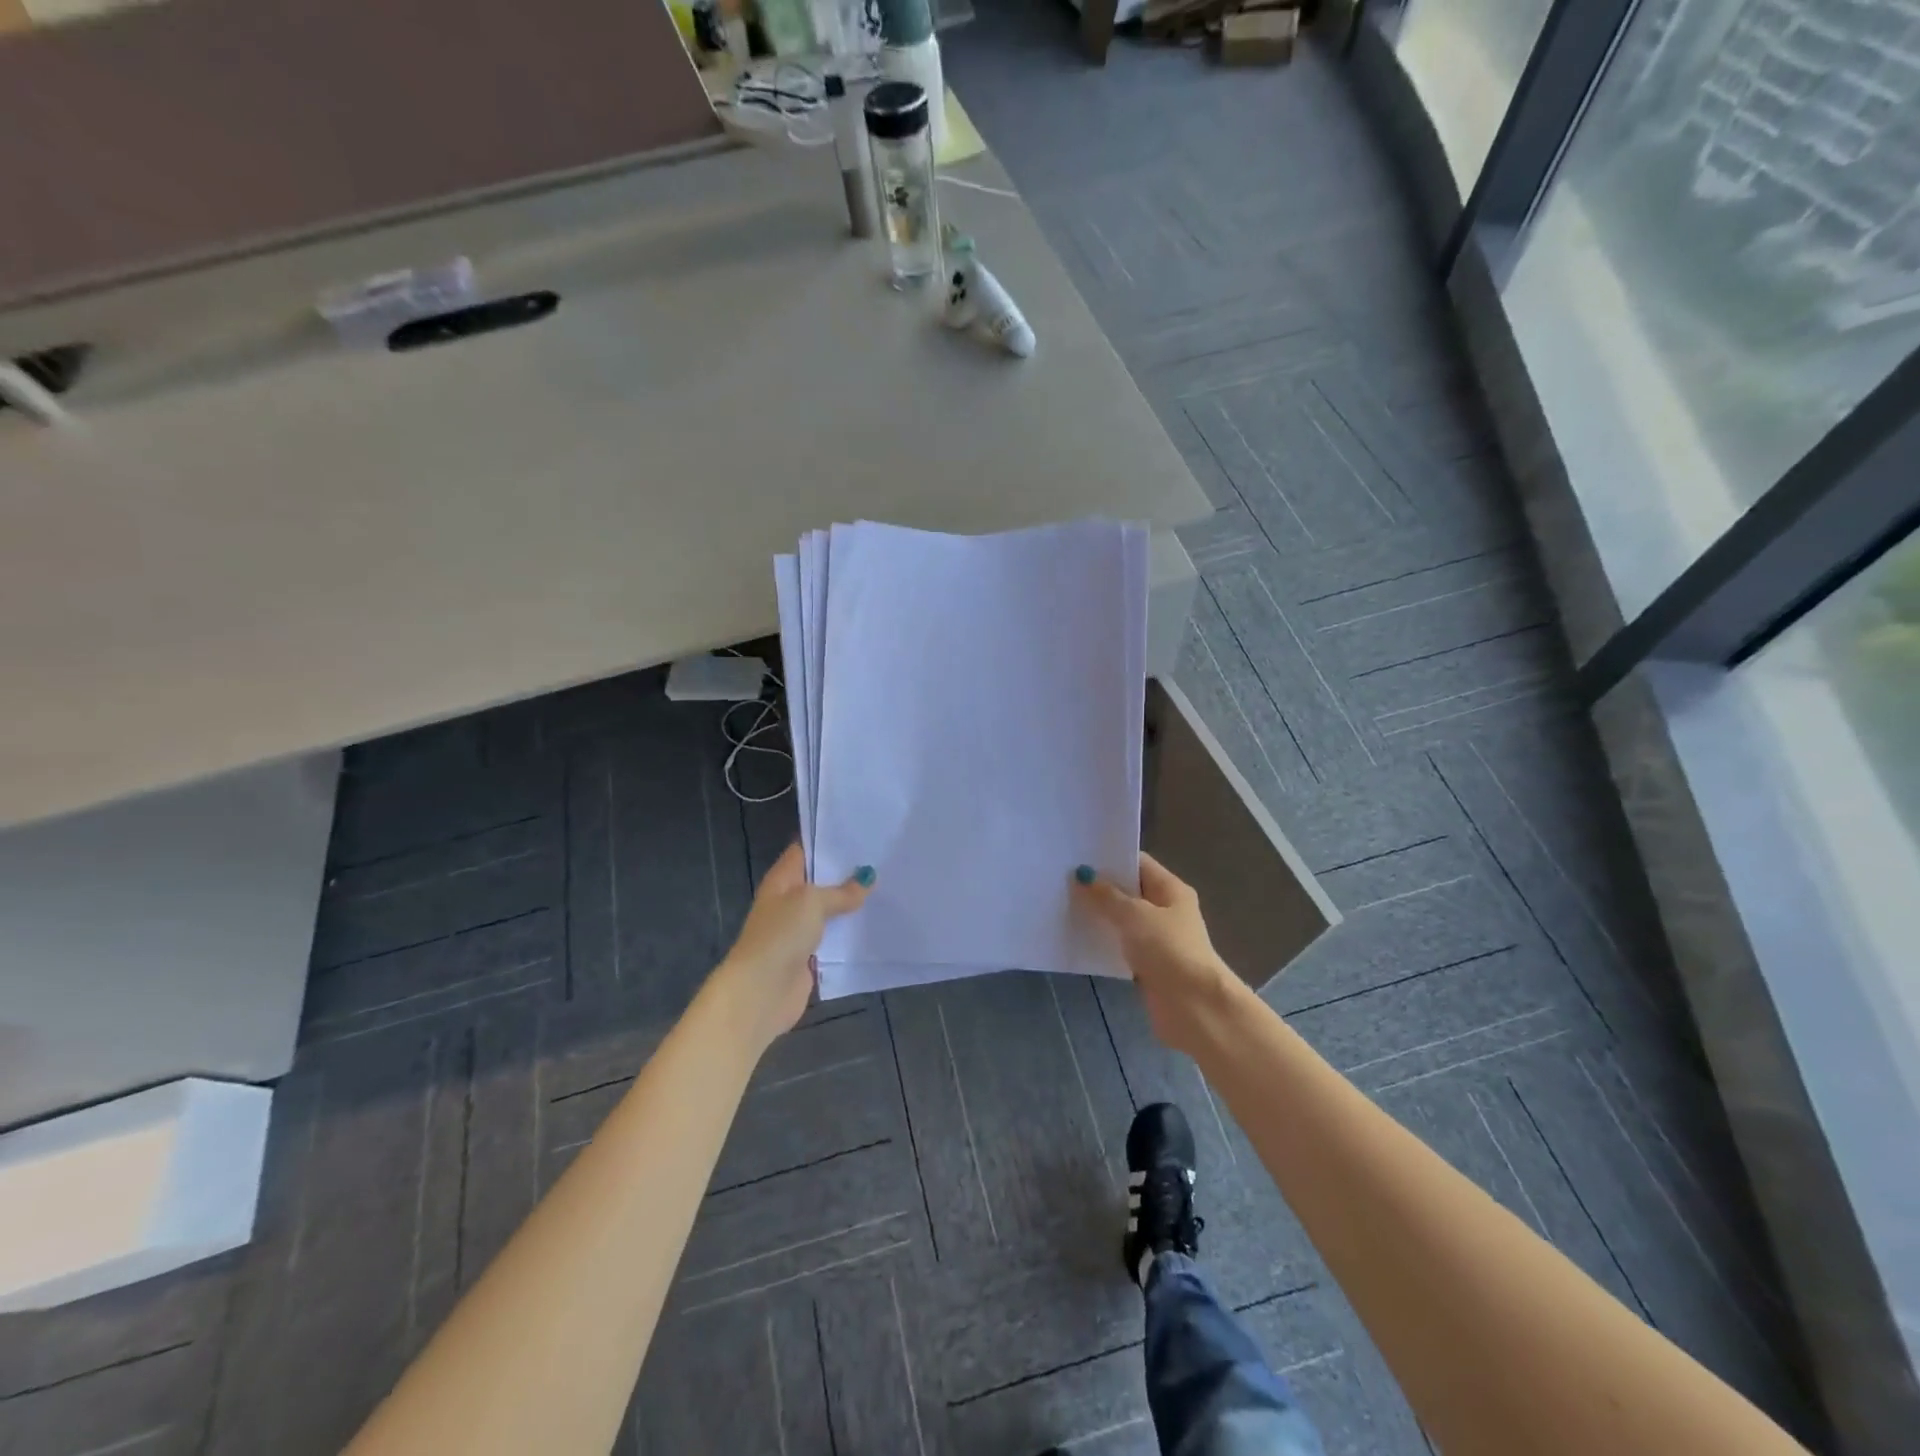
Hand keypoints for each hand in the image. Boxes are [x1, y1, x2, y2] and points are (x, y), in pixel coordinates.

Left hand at [710, 844, 872, 1054]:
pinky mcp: (809, 955)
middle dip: (848, 873)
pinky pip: (834, 938)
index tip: (860, 833)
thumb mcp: (812, 902)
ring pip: (830, 910)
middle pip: (820, 881)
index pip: (805, 850)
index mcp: (782, 879)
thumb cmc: (781, 935)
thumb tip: (867, 879)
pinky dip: (850, 933)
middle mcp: (789, 900)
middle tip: (883, 859)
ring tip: (887, 887)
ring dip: (852, 904)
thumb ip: (841, 892)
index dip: (829, 841)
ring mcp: (798, 929)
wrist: (761, 991)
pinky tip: (876, 923)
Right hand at [1073, 853, 1241, 1054]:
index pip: (1138, 863)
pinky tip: (1078, 936)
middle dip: (1099, 887)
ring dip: (1099, 914)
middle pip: (1129, 891)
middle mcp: (1166, 910)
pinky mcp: (1148, 964)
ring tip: (1063, 904)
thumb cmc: (1169, 950)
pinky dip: (1104, 940)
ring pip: (1123, 919)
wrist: (1194, 1008)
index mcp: (1171, 889)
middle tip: (1062, 880)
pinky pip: (1121, 944)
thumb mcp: (1134, 915)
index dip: (1110, 859)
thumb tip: (1082, 876)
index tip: (1077, 856)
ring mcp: (1158, 938)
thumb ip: (1106, 896)